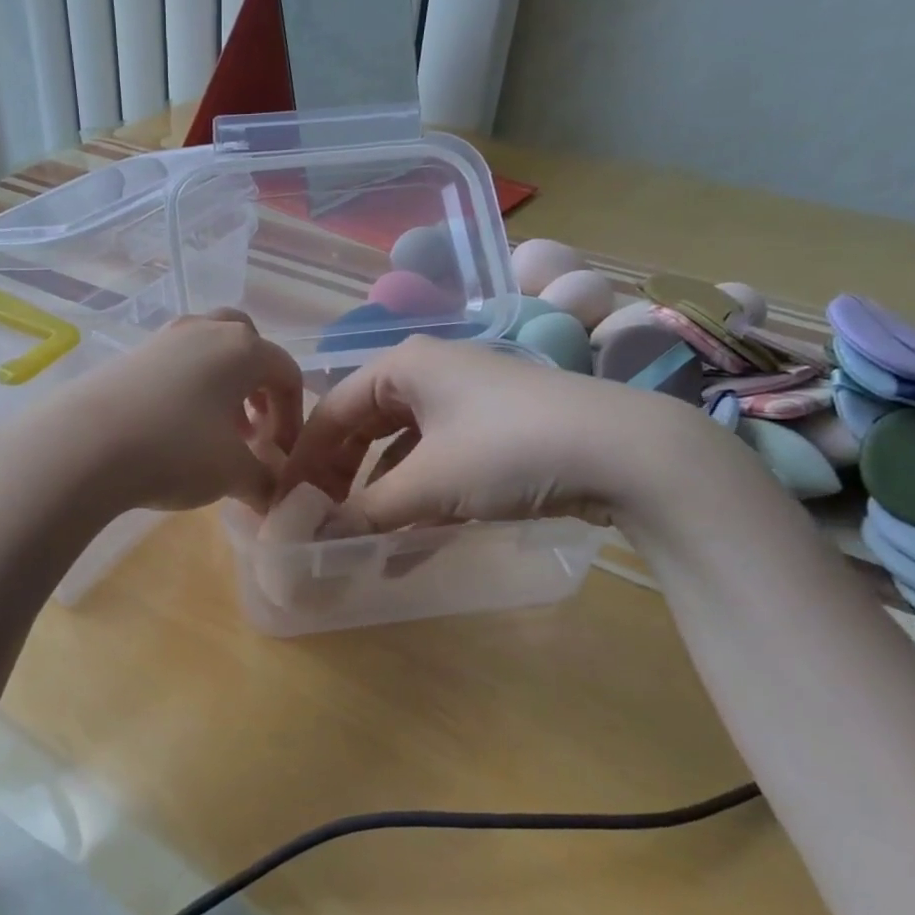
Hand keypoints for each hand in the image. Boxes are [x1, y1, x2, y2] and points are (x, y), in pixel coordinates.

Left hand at [0, 310, 303, 515]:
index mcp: (243, 349)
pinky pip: (176, 362)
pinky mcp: (131, 354)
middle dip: (258, 387)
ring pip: (209, 351)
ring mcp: (164, 337)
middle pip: (248, 346)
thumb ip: (264, 482)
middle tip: (252, 428)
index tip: (283, 455)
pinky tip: (175, 427)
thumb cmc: (176, 450)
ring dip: (223, 387)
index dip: (293, 416)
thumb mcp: (232, 473)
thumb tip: (275, 497)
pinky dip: (189, 387)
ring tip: (215, 431)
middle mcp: (206, 330)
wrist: (84, 445)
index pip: (286, 374)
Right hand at [279, 336, 701, 528]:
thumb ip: (363, 513)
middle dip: (340, 480)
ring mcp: (465, 405)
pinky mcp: (494, 434)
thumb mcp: (427, 484)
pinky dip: (418, 503)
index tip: (285, 506)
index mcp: (403, 367)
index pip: (332, 411)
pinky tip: (408, 546)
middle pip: (363, 429)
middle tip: (319, 525)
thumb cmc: (507, 448)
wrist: (628, 452)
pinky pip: (437, 466)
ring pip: (401, 452)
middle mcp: (429, 376)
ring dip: (378, 499)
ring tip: (359, 544)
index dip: (304, 460)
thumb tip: (310, 542)